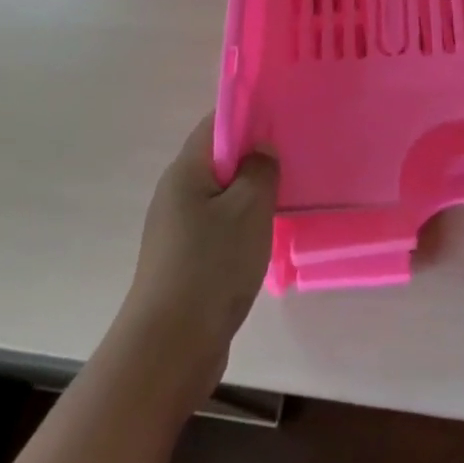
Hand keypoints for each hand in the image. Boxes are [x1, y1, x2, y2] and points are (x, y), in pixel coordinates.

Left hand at [120, 115, 278, 398]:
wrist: (170, 346)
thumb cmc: (212, 264)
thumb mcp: (249, 208)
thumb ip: (260, 169)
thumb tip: (260, 148)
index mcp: (186, 170)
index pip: (216, 124)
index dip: (248, 116)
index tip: (283, 119)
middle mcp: (175, 193)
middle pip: (218, 159)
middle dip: (254, 157)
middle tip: (293, 159)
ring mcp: (177, 229)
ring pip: (220, 196)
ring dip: (250, 195)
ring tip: (287, 196)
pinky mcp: (184, 260)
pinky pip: (218, 227)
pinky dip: (241, 225)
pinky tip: (265, 238)